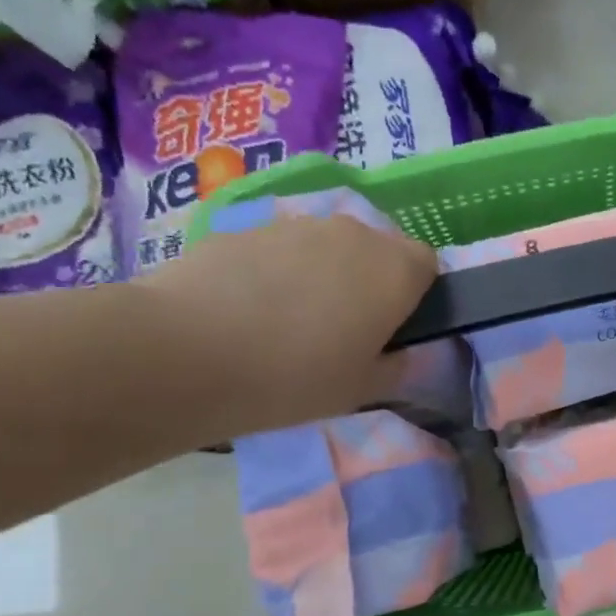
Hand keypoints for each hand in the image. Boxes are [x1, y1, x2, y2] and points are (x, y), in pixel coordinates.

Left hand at [145, 213, 437, 432]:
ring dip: (325, 275)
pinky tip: (251, 312)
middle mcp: (353, 234)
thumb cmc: (296, 377)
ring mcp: (296, 225)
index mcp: (395, 270)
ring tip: (292, 323)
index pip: (429, 264)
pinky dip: (279, 273)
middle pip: (378, 250)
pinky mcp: (245, 227)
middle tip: (347, 330)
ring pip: (329, 248)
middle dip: (372, 282)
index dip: (417, 295)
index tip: (396, 328)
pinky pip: (282, 250)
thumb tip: (400, 350)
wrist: (186, 353)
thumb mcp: (365, 389)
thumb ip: (398, 365)